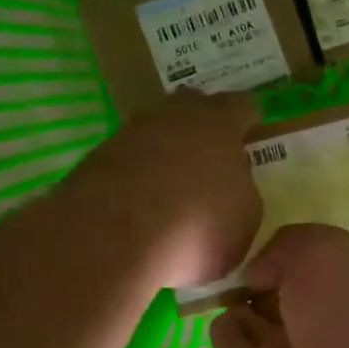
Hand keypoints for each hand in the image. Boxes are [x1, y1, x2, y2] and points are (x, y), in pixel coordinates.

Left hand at [74, 90, 261, 288]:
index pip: (242, 105)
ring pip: (156, 130)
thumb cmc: (196, 227)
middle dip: (203, 126)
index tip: (251, 135)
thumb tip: (232, 185)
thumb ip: (243, 191)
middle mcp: (174, 115)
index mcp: (218, 122)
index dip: (249, 120)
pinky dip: (136, 174)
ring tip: (171, 187)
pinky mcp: (97, 157)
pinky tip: (138, 204)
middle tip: (211, 156)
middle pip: (193, 106)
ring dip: (165, 150)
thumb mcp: (246, 219)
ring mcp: (131, 132)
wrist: (112, 241)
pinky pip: (128, 157)